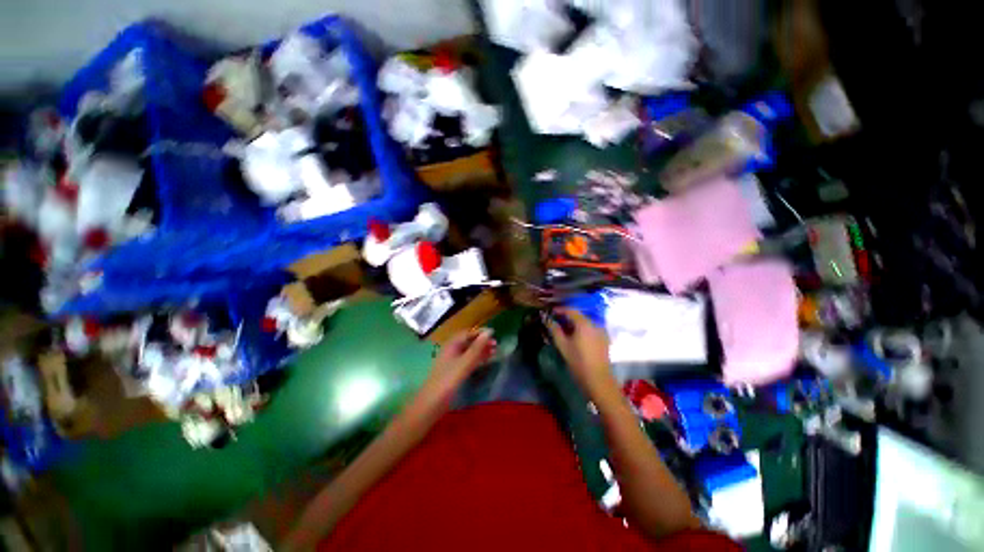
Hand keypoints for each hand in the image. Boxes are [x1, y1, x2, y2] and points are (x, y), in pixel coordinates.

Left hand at [415, 328, 496, 412]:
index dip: (479, 332)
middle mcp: (450, 352)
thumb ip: (476, 349)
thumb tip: (489, 332)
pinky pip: (467, 362)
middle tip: (496, 345)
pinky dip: (476, 360)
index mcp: (450, 346)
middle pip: (467, 342)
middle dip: (481, 342)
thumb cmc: (448, 381)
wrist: (433, 402)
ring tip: (494, 352)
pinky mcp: (453, 373)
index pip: (466, 333)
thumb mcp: (464, 364)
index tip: (494, 334)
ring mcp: (451, 363)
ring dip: (480, 351)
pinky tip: (484, 363)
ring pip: (468, 352)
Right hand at [545, 309, 612, 392]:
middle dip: (568, 317)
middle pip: (580, 315)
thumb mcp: (563, 346)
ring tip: (567, 332)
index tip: (551, 313)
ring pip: (586, 323)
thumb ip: (555, 330)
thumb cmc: (578, 362)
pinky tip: (578, 339)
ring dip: (576, 324)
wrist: (597, 377)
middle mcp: (595, 323)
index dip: (560, 310)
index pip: (571, 310)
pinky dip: (584, 330)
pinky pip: (592, 329)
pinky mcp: (605, 338)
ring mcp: (602, 330)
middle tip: (557, 323)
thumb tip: (547, 319)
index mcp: (584, 323)